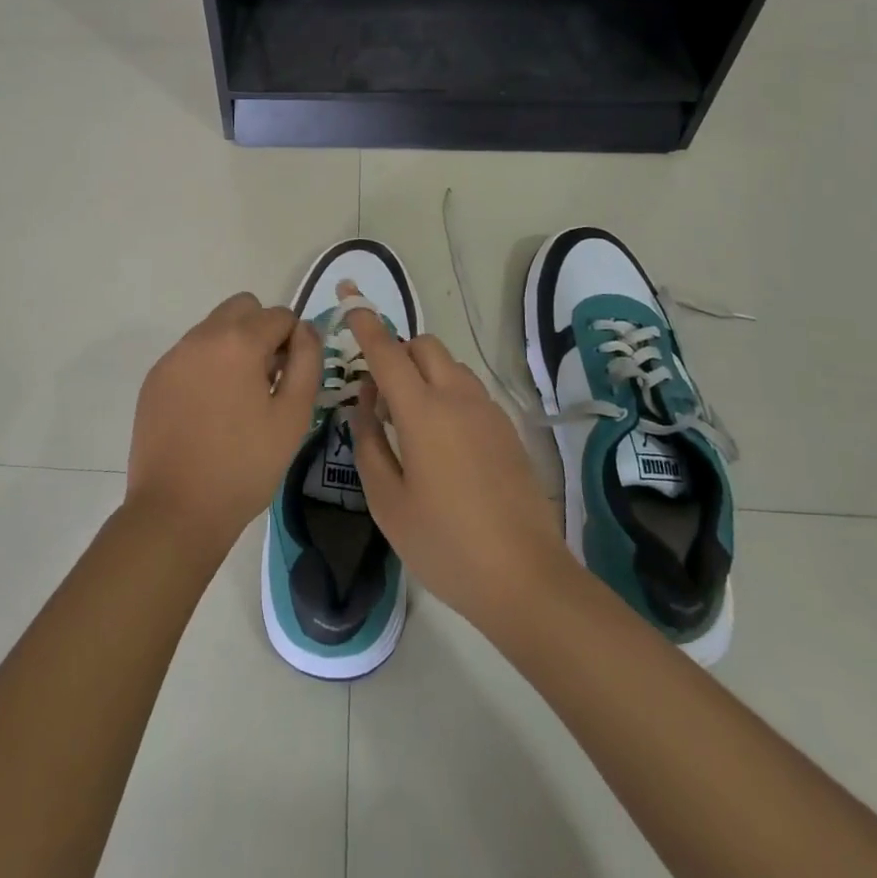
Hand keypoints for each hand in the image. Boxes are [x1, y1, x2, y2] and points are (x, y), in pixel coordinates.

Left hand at [125, 294, 320, 562]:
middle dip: (261, 331)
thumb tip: (305, 330)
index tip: (290, 378)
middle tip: (266, 379)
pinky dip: (206, 367)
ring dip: (232, 347)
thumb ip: (307, 361)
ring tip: (237, 400)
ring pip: (213, 328)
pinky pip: (189, 354)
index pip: (279, 315)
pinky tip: (208, 412)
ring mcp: (173, 357)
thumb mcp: (293, 416)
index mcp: (238, 341)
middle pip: (241, 307)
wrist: (176, 511)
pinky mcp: (154, 378)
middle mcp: (201, 337)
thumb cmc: (244, 466)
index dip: (293, 341)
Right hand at [344, 310, 570, 627]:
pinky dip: (447, 392)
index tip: (350, 299)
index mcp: (423, 411)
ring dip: (424, 372)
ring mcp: (488, 411)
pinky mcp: (507, 429)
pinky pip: (469, 389)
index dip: (365, 323)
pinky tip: (443, 442)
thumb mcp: (387, 501)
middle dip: (397, 351)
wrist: (526, 578)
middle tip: (380, 392)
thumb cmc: (445, 544)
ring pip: (450, 365)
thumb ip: (369, 443)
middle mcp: (458, 398)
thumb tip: (366, 404)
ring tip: (411, 420)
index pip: (388, 351)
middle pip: (424, 345)